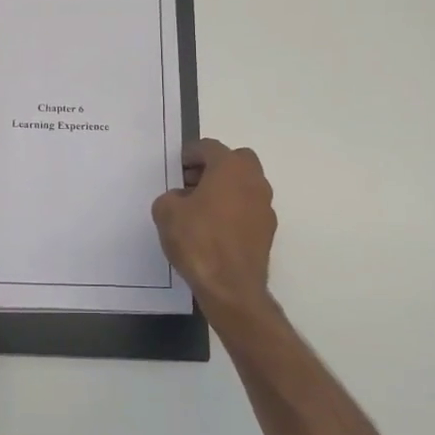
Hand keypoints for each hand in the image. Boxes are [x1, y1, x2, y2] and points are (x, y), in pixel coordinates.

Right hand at [152, 139, 278, 327]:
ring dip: (225, 189)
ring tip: (201, 208)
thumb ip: (171, 197)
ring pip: (245, 185)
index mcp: (230, 168)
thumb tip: (181, 199)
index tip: (178, 166)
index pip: (209, 147)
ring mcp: (265, 206)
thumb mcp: (166, 213)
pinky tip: (215, 229)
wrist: (231, 287)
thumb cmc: (198, 241)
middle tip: (192, 182)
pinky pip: (248, 208)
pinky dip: (234, 210)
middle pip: (235, 160)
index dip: (190, 154)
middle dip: (214, 166)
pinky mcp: (268, 230)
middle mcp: (254, 180)